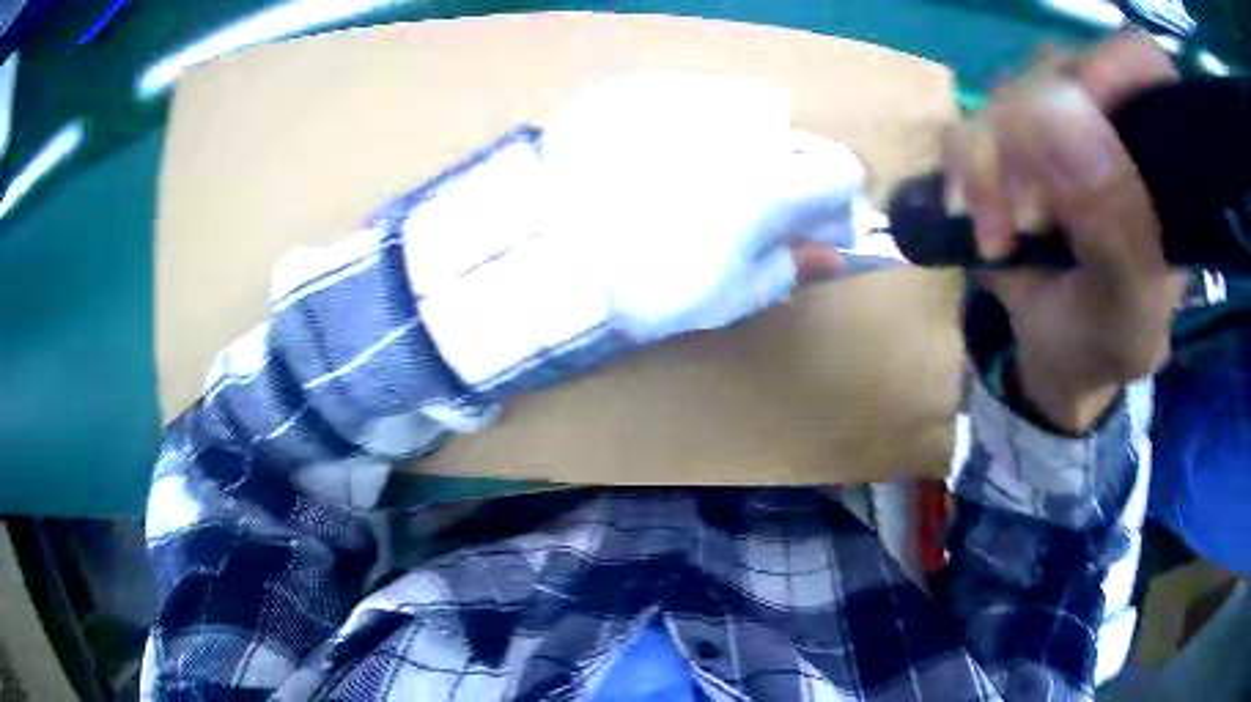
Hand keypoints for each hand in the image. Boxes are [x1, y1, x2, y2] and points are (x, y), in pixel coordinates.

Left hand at [540, 71, 855, 342]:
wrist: (546, 248)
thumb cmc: (644, 285)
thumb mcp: (728, 296)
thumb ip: (790, 268)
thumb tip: (828, 254)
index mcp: (773, 182)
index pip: (842, 172)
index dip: (835, 199)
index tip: (814, 221)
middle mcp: (743, 126)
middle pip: (798, 136)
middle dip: (791, 168)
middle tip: (754, 200)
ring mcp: (691, 96)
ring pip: (749, 105)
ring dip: (747, 135)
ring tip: (702, 169)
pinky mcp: (643, 85)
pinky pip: (694, 93)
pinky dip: (696, 119)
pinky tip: (659, 148)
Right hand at [946, 35, 1184, 431]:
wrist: (1057, 356)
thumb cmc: (1109, 342)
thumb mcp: (1130, 313)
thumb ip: (1120, 229)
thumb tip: (1064, 112)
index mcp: (1163, 161)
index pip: (1144, 63)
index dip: (1111, 70)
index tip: (1077, 119)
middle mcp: (1113, 123)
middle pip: (1062, 69)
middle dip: (1033, 138)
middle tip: (1027, 218)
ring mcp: (1058, 124)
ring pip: (1009, 92)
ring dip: (991, 164)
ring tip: (1000, 238)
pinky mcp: (1010, 139)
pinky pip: (969, 121)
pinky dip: (964, 171)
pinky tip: (976, 220)